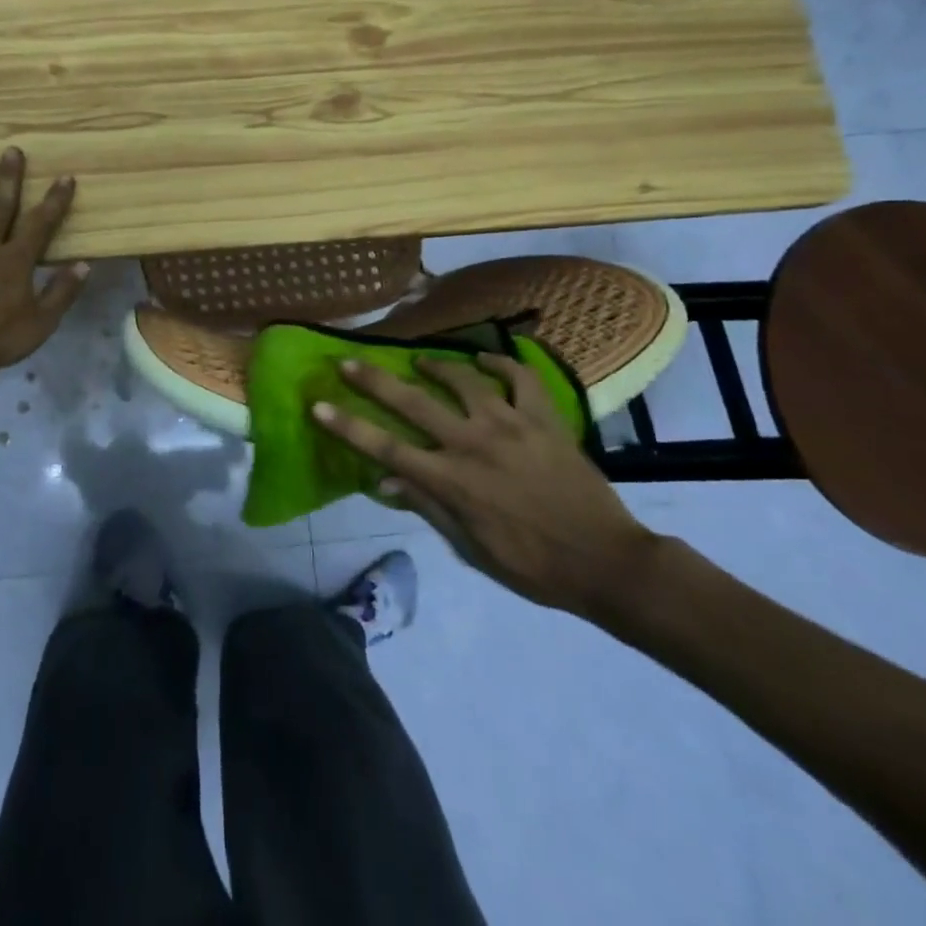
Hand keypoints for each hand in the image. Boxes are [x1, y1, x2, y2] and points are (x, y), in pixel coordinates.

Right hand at [313, 353, 659, 616]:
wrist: (606, 563)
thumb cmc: (532, 565)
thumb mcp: (472, 548)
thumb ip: (427, 508)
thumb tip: (383, 483)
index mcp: (452, 481)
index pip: (385, 448)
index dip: (348, 426)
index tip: (318, 406)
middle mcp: (473, 443)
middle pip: (413, 403)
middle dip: (374, 380)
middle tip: (348, 361)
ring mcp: (511, 425)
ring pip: (463, 381)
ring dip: (436, 365)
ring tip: (420, 360)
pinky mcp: (544, 419)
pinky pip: (520, 378)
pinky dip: (499, 364)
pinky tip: (485, 361)